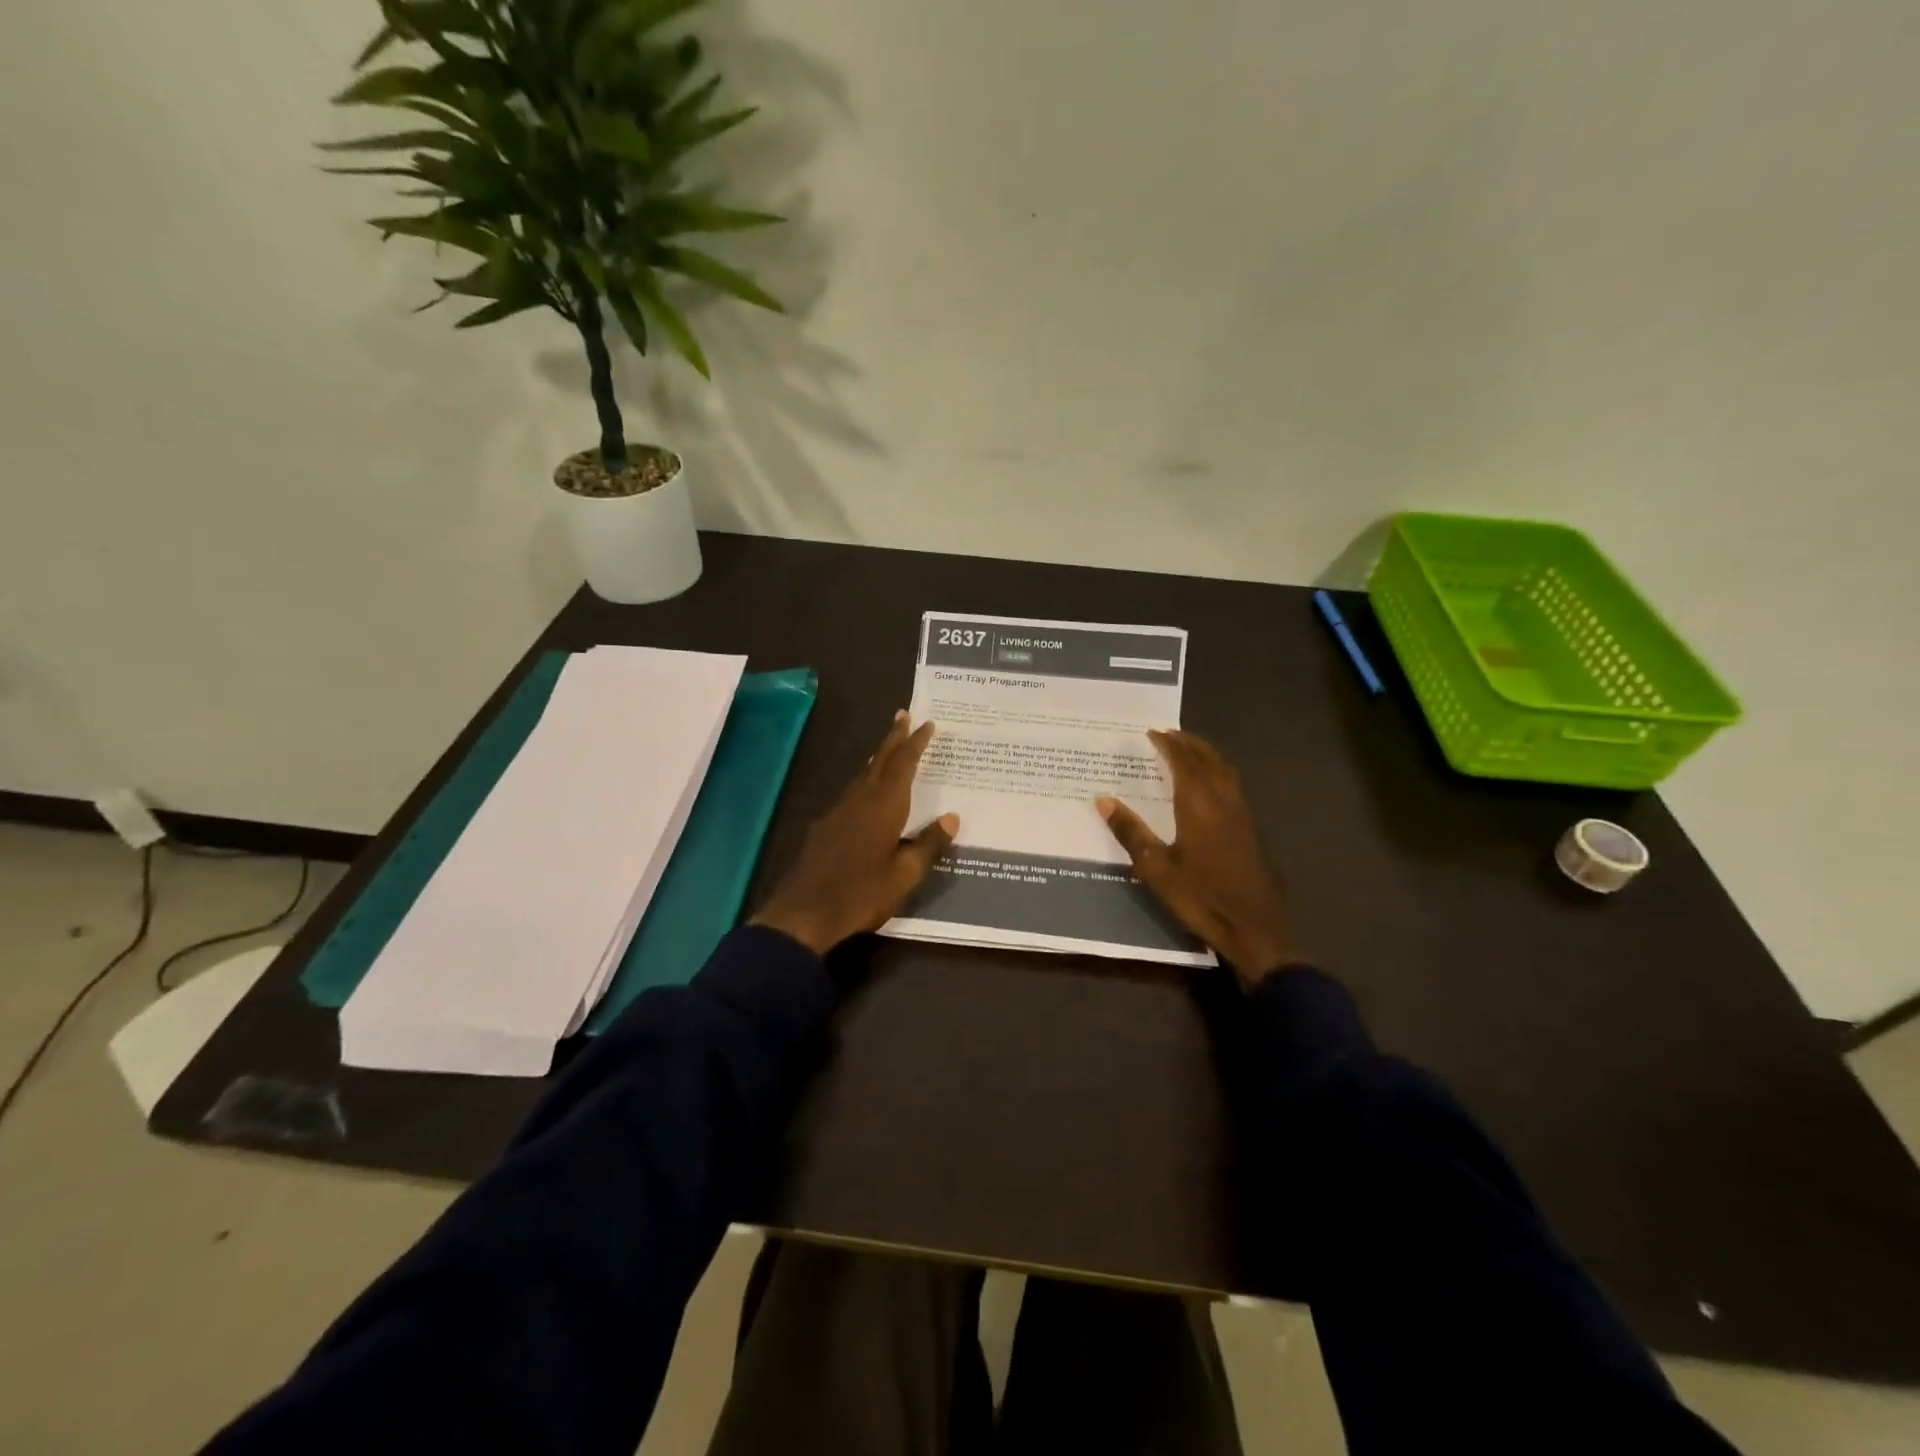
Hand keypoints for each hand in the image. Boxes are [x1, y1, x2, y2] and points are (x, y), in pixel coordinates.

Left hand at [751, 712, 958, 955]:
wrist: (803, 914)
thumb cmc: (861, 894)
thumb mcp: (904, 875)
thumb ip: (928, 844)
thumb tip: (952, 818)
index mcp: (883, 807)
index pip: (903, 765)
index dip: (915, 743)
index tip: (926, 723)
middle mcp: (860, 801)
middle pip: (879, 761)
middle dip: (893, 738)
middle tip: (903, 715)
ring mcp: (837, 812)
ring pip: (862, 775)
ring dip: (878, 758)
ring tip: (889, 749)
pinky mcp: (824, 828)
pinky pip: (851, 793)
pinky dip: (864, 781)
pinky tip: (866, 792)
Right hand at [1097, 730, 1293, 987]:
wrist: (1253, 926)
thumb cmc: (1200, 896)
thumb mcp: (1155, 868)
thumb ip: (1130, 831)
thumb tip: (1102, 800)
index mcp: (1198, 805)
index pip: (1183, 763)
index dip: (1168, 745)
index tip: (1152, 732)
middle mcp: (1222, 801)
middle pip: (1208, 759)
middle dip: (1189, 743)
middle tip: (1170, 733)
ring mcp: (1240, 814)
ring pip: (1225, 770)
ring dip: (1206, 754)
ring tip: (1189, 749)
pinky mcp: (1250, 829)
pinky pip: (1232, 784)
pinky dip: (1217, 771)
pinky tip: (1209, 784)